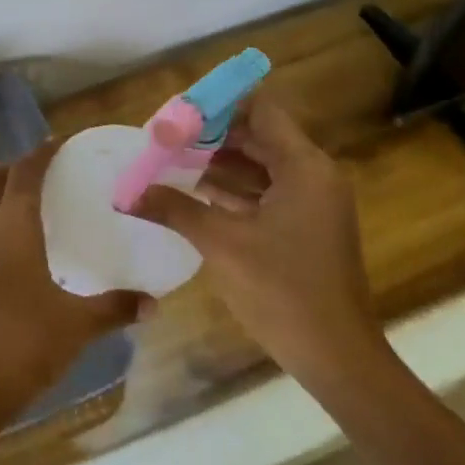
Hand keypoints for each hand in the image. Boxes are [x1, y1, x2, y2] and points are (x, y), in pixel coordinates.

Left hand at [0, 141, 142, 419]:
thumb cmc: (23, 343)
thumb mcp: (77, 325)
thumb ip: (115, 308)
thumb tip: (154, 303)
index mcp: (11, 227)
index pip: (24, 172)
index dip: (41, 153)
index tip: (58, 144)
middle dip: (12, 167)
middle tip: (41, 174)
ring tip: (28, 206)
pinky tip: (12, 249)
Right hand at [132, 96, 388, 399]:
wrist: (337, 358)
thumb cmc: (282, 291)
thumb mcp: (222, 244)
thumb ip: (174, 209)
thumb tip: (128, 193)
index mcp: (303, 167)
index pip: (260, 110)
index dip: (218, 106)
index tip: (178, 114)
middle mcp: (313, 175)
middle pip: (257, 136)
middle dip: (210, 136)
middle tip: (165, 138)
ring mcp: (312, 202)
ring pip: (259, 166)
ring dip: (217, 163)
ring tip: (169, 161)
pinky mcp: (305, 226)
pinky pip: (265, 192)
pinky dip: (232, 190)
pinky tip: (192, 194)